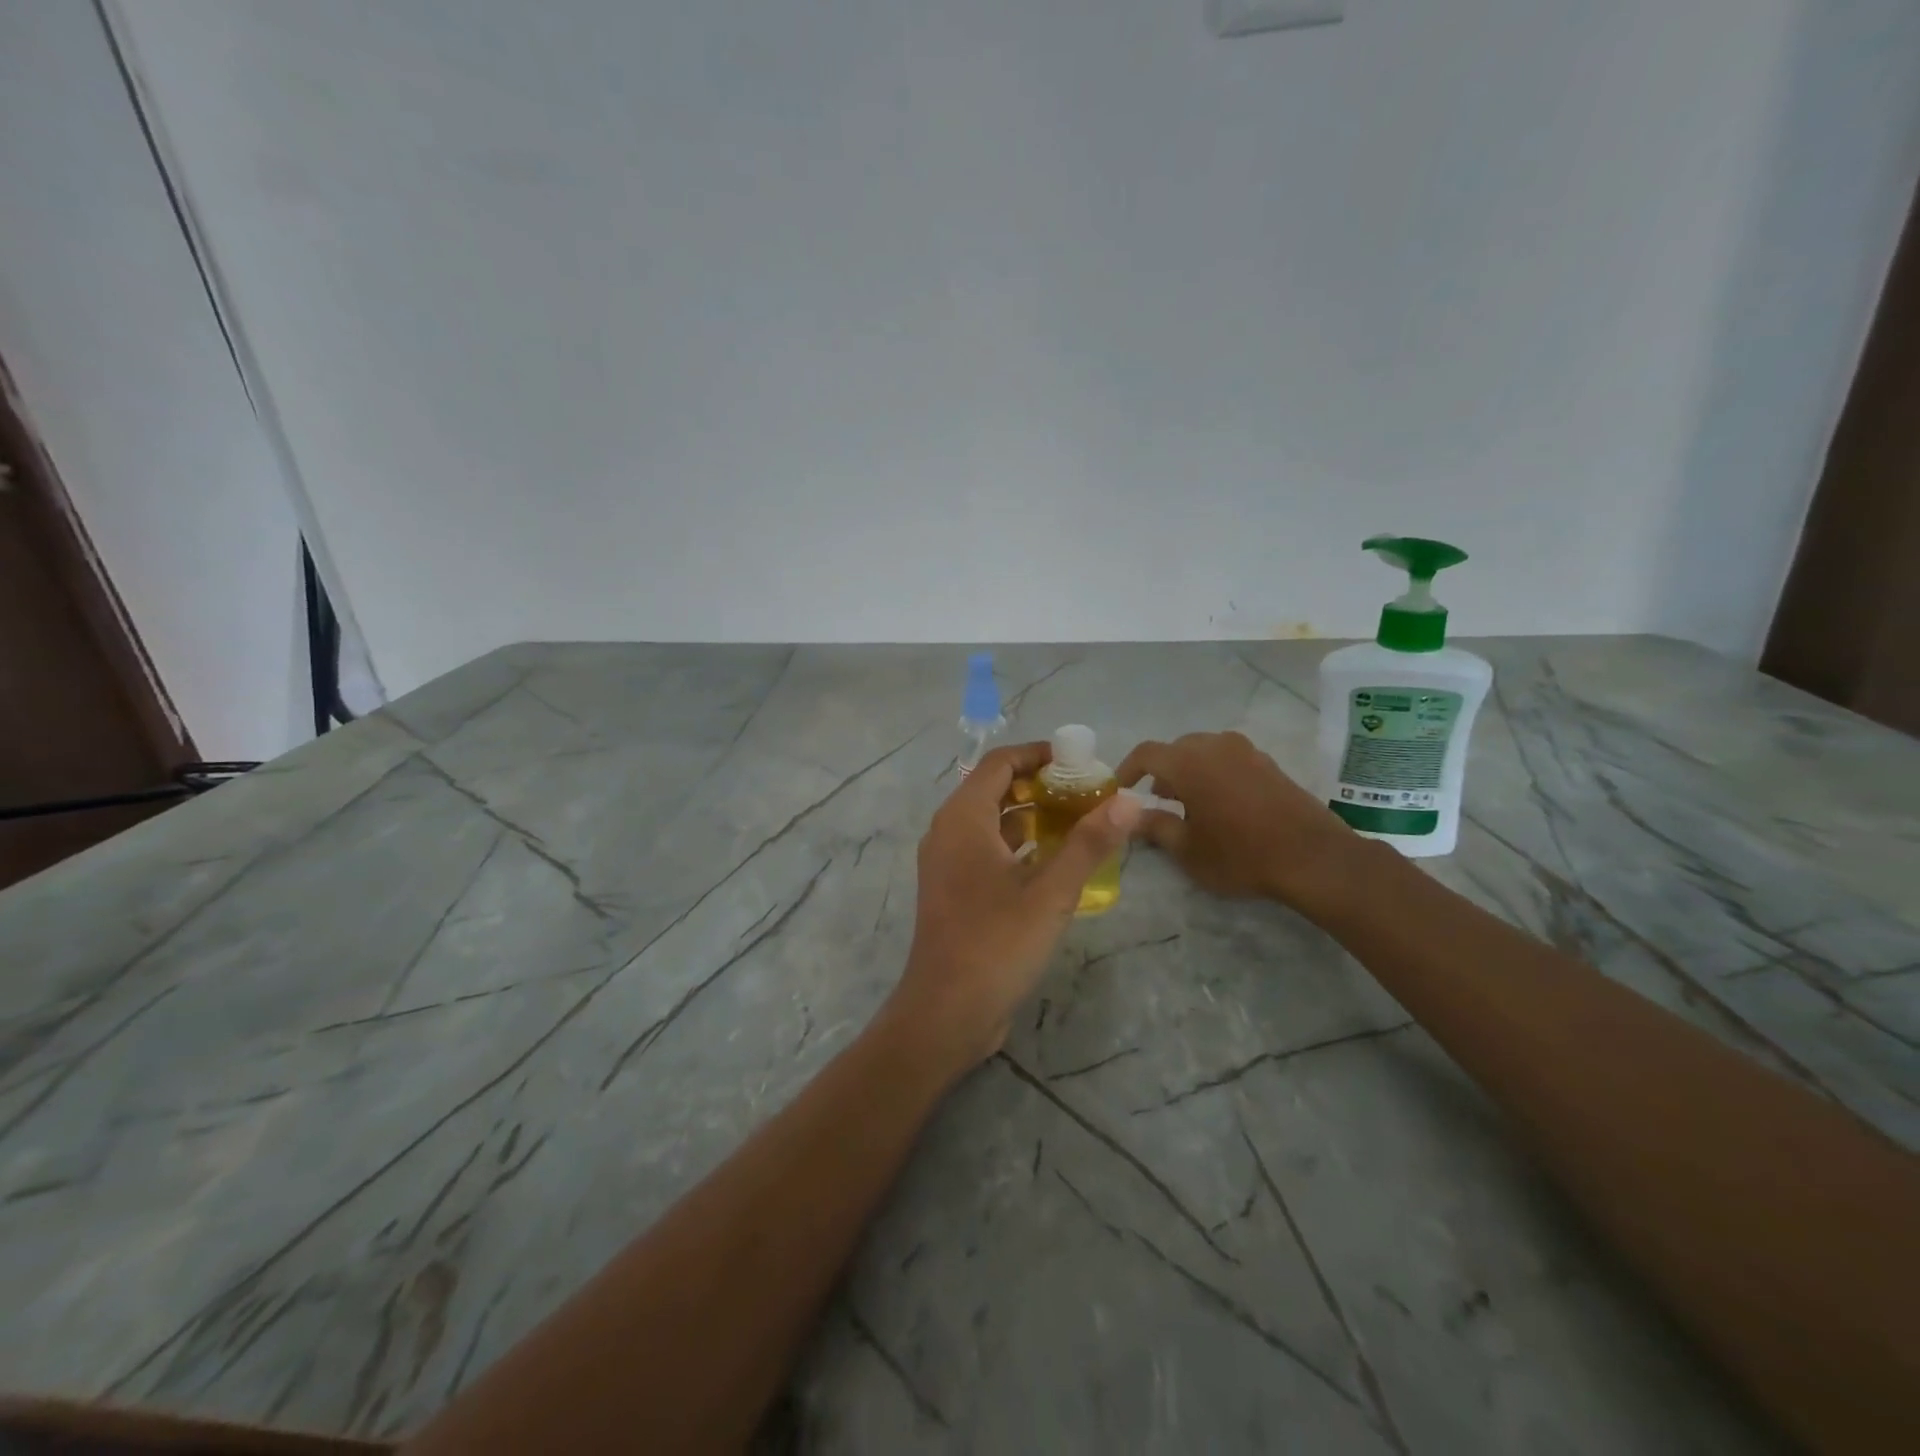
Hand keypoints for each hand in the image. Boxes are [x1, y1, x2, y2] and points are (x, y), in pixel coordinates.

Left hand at [883, 742, 1141, 1070]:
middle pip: (995, 789)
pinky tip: (1053, 861)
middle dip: (1040, 785)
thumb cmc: (996, 944)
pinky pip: (986, 850)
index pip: (1000, 763)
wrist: (946, 1013)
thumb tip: (1128, 801)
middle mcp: (948, 832)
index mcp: (963, 819)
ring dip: (1031, 815)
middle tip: (1087, 793)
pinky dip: (1017, 845)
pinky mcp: (954, 890)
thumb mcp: (1051, 892)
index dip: (1038, 754)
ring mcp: (947, 863)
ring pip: (991, 822)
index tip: (1079, 761)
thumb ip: (1089, 843)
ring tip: (1078, 821)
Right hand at [1116, 731, 1360, 914]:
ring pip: (1204, 752)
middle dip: (1161, 772)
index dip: (1128, 769)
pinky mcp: (1268, 763)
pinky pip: (1228, 759)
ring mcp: (1245, 751)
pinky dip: (1215, 773)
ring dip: (1189, 771)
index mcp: (1188, 762)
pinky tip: (1222, 804)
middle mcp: (1215, 746)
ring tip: (1190, 804)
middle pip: (1176, 749)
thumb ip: (1155, 827)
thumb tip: (1132, 815)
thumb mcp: (1187, 849)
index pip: (1146, 753)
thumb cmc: (1240, 854)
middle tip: (1158, 801)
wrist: (1313, 857)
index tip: (1121, 790)